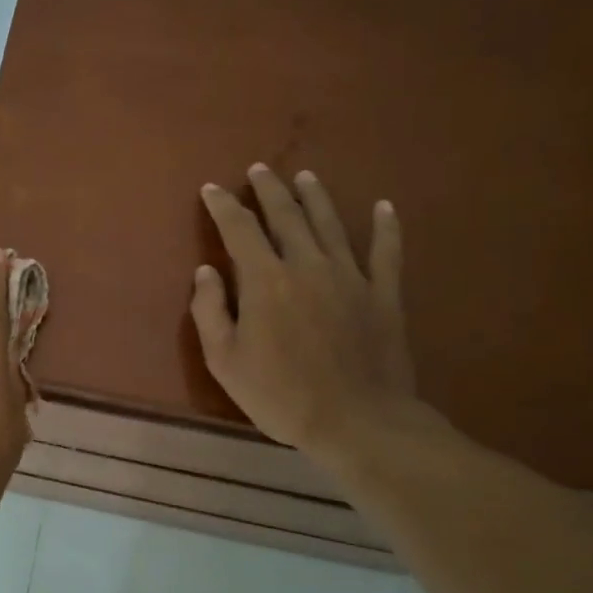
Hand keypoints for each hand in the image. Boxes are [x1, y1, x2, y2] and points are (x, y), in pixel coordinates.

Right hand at [191, 166, 419, 466]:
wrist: (358, 423)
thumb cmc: (281, 395)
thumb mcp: (225, 361)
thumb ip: (209, 311)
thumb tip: (206, 271)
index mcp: (265, 280)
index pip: (240, 228)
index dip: (223, 205)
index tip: (212, 189)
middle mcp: (307, 265)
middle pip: (286, 216)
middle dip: (269, 190)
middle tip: (260, 169)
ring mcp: (351, 277)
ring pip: (331, 224)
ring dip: (316, 197)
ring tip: (305, 177)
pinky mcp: (384, 295)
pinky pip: (386, 253)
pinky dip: (386, 228)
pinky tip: (384, 207)